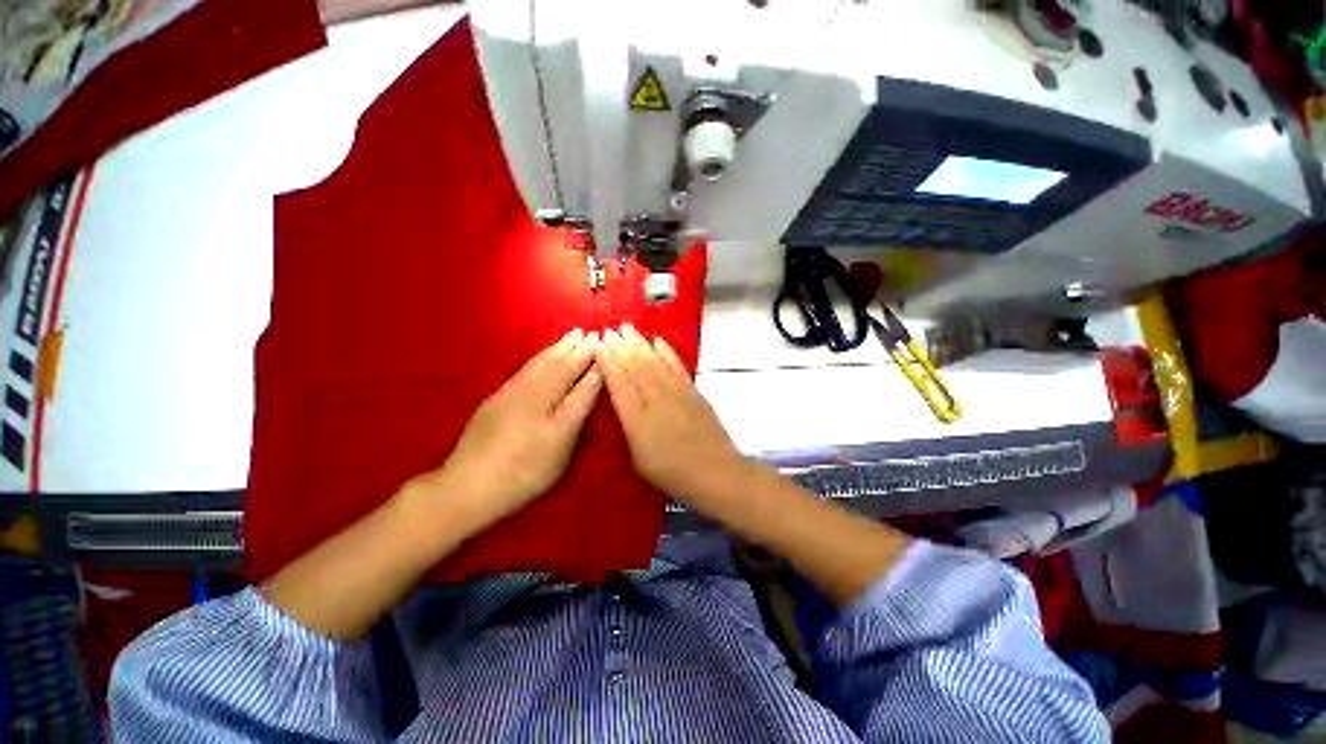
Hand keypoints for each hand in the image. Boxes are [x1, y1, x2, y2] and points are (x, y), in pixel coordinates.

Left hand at [413, 329, 601, 526]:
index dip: (594, 365)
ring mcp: (513, 394)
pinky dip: (541, 356)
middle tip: (592, 334)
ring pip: (541, 364)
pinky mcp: (498, 396)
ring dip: (560, 347)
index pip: (580, 383)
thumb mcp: (560, 450)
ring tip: (573, 335)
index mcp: (554, 411)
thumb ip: (577, 411)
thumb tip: (592, 383)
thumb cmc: (524, 473)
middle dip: (578, 350)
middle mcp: (534, 396)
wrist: (468, 485)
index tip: (606, 348)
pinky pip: (526, 368)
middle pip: (560, 367)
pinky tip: (546, 352)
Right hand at [596, 324, 748, 507]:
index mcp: (638, 420)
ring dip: (640, 343)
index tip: (598, 346)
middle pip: (636, 367)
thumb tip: (622, 402)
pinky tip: (658, 341)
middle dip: (621, 346)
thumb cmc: (672, 474)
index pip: (619, 384)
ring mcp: (678, 393)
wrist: (716, 473)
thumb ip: (629, 427)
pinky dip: (667, 352)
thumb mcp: (639, 459)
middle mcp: (657, 401)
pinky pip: (677, 366)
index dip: (608, 362)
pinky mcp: (694, 392)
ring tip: (628, 328)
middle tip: (609, 330)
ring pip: (655, 362)